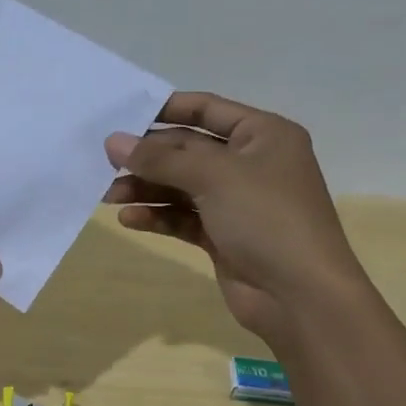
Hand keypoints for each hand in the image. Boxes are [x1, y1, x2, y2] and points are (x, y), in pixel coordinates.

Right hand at [103, 91, 361, 336]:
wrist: (300, 296)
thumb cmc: (266, 218)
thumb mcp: (213, 176)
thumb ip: (160, 158)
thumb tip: (113, 141)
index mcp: (263, 135)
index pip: (207, 109)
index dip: (166, 108)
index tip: (122, 113)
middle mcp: (251, 163)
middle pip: (188, 150)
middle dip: (148, 157)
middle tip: (105, 161)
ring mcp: (237, 202)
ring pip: (181, 186)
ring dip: (146, 189)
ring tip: (108, 195)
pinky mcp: (223, 236)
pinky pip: (183, 217)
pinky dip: (158, 216)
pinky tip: (129, 219)